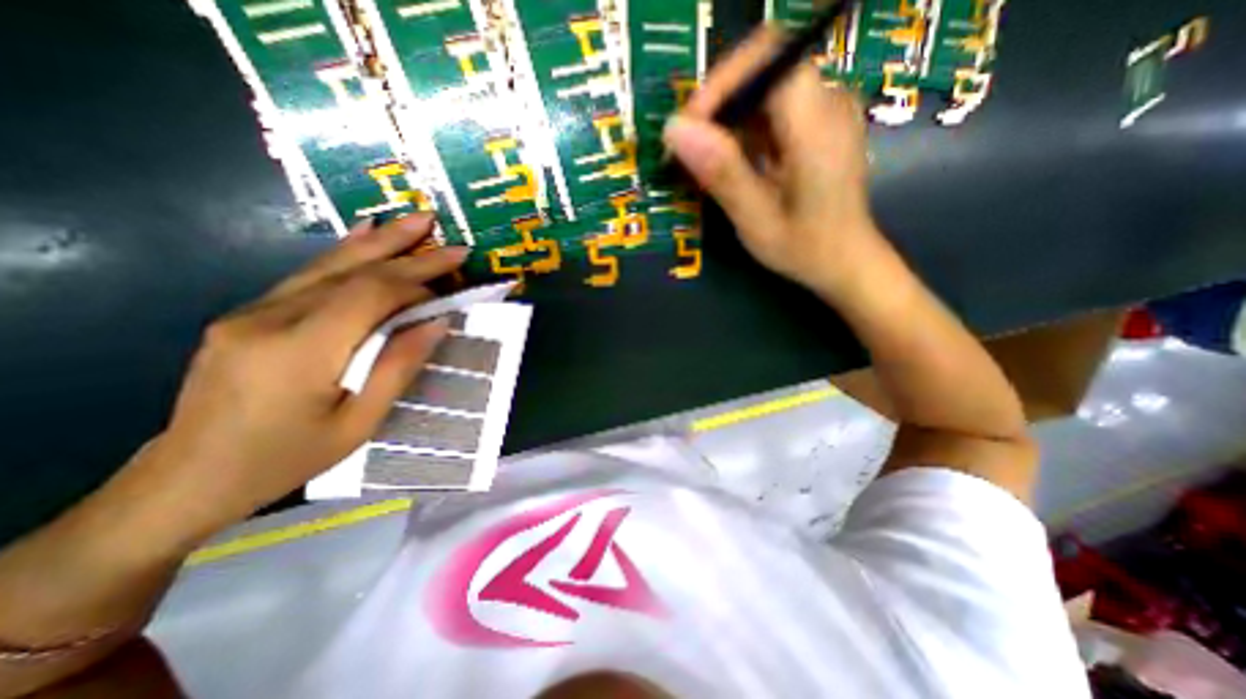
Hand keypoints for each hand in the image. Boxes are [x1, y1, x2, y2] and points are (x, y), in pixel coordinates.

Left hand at [130, 214, 465, 534]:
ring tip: (416, 222)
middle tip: (447, 237)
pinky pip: (308, 276)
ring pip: (328, 265)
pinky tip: (365, 234)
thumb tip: (436, 323)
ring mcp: (252, 312)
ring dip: (379, 241)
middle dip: (406, 252)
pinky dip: (346, 254)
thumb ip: (398, 367)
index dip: (416, 283)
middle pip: (352, 272)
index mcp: (300, 352)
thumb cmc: (287, 458)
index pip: (369, 296)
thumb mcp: (358, 423)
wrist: (189, 477)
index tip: (452, 280)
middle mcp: (270, 319)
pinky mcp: (250, 314)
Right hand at [666, 26, 880, 292]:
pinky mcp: (816, 123)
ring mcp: (825, 110)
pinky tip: (730, 163)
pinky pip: (770, 107)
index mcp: (817, 123)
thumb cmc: (803, 247)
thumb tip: (673, 129)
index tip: (690, 128)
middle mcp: (827, 101)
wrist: (844, 260)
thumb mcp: (756, 218)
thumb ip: (721, 172)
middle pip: (762, 68)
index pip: (767, 58)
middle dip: (717, 104)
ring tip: (703, 161)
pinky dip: (741, 129)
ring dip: (725, 119)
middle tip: (689, 150)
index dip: (721, 83)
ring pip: (762, 87)